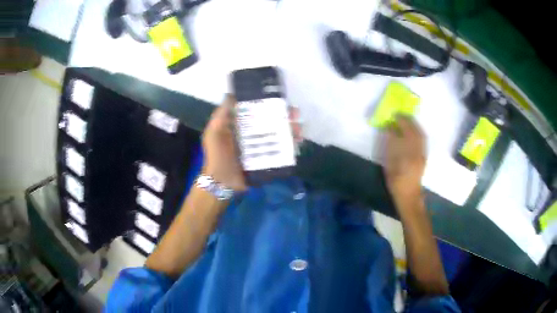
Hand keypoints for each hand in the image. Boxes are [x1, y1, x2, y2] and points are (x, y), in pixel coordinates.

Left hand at [202, 95, 302, 191]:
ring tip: (298, 129)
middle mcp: (255, 135)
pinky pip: (282, 152)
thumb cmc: (217, 155)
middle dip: (286, 117)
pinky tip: (297, 143)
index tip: (281, 99)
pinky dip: (291, 147)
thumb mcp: (214, 131)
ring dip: (292, 130)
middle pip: (274, 122)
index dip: (271, 104)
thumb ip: (221, 114)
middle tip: (295, 114)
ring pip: (281, 136)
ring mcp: (262, 148)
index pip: (260, 111)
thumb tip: (231, 94)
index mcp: (243, 126)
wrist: (222, 182)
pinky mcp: (268, 160)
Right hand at [384, 115, 425, 204]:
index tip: (394, 115)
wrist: (409, 195)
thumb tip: (390, 129)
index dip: (400, 122)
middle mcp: (418, 151)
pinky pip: (422, 139)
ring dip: (414, 125)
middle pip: (415, 131)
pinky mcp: (424, 156)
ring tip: (405, 121)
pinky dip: (417, 132)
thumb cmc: (396, 181)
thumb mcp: (389, 164)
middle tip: (400, 115)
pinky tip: (412, 131)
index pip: (406, 132)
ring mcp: (423, 153)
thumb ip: (390, 145)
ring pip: (420, 134)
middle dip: (408, 120)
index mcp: (408, 153)